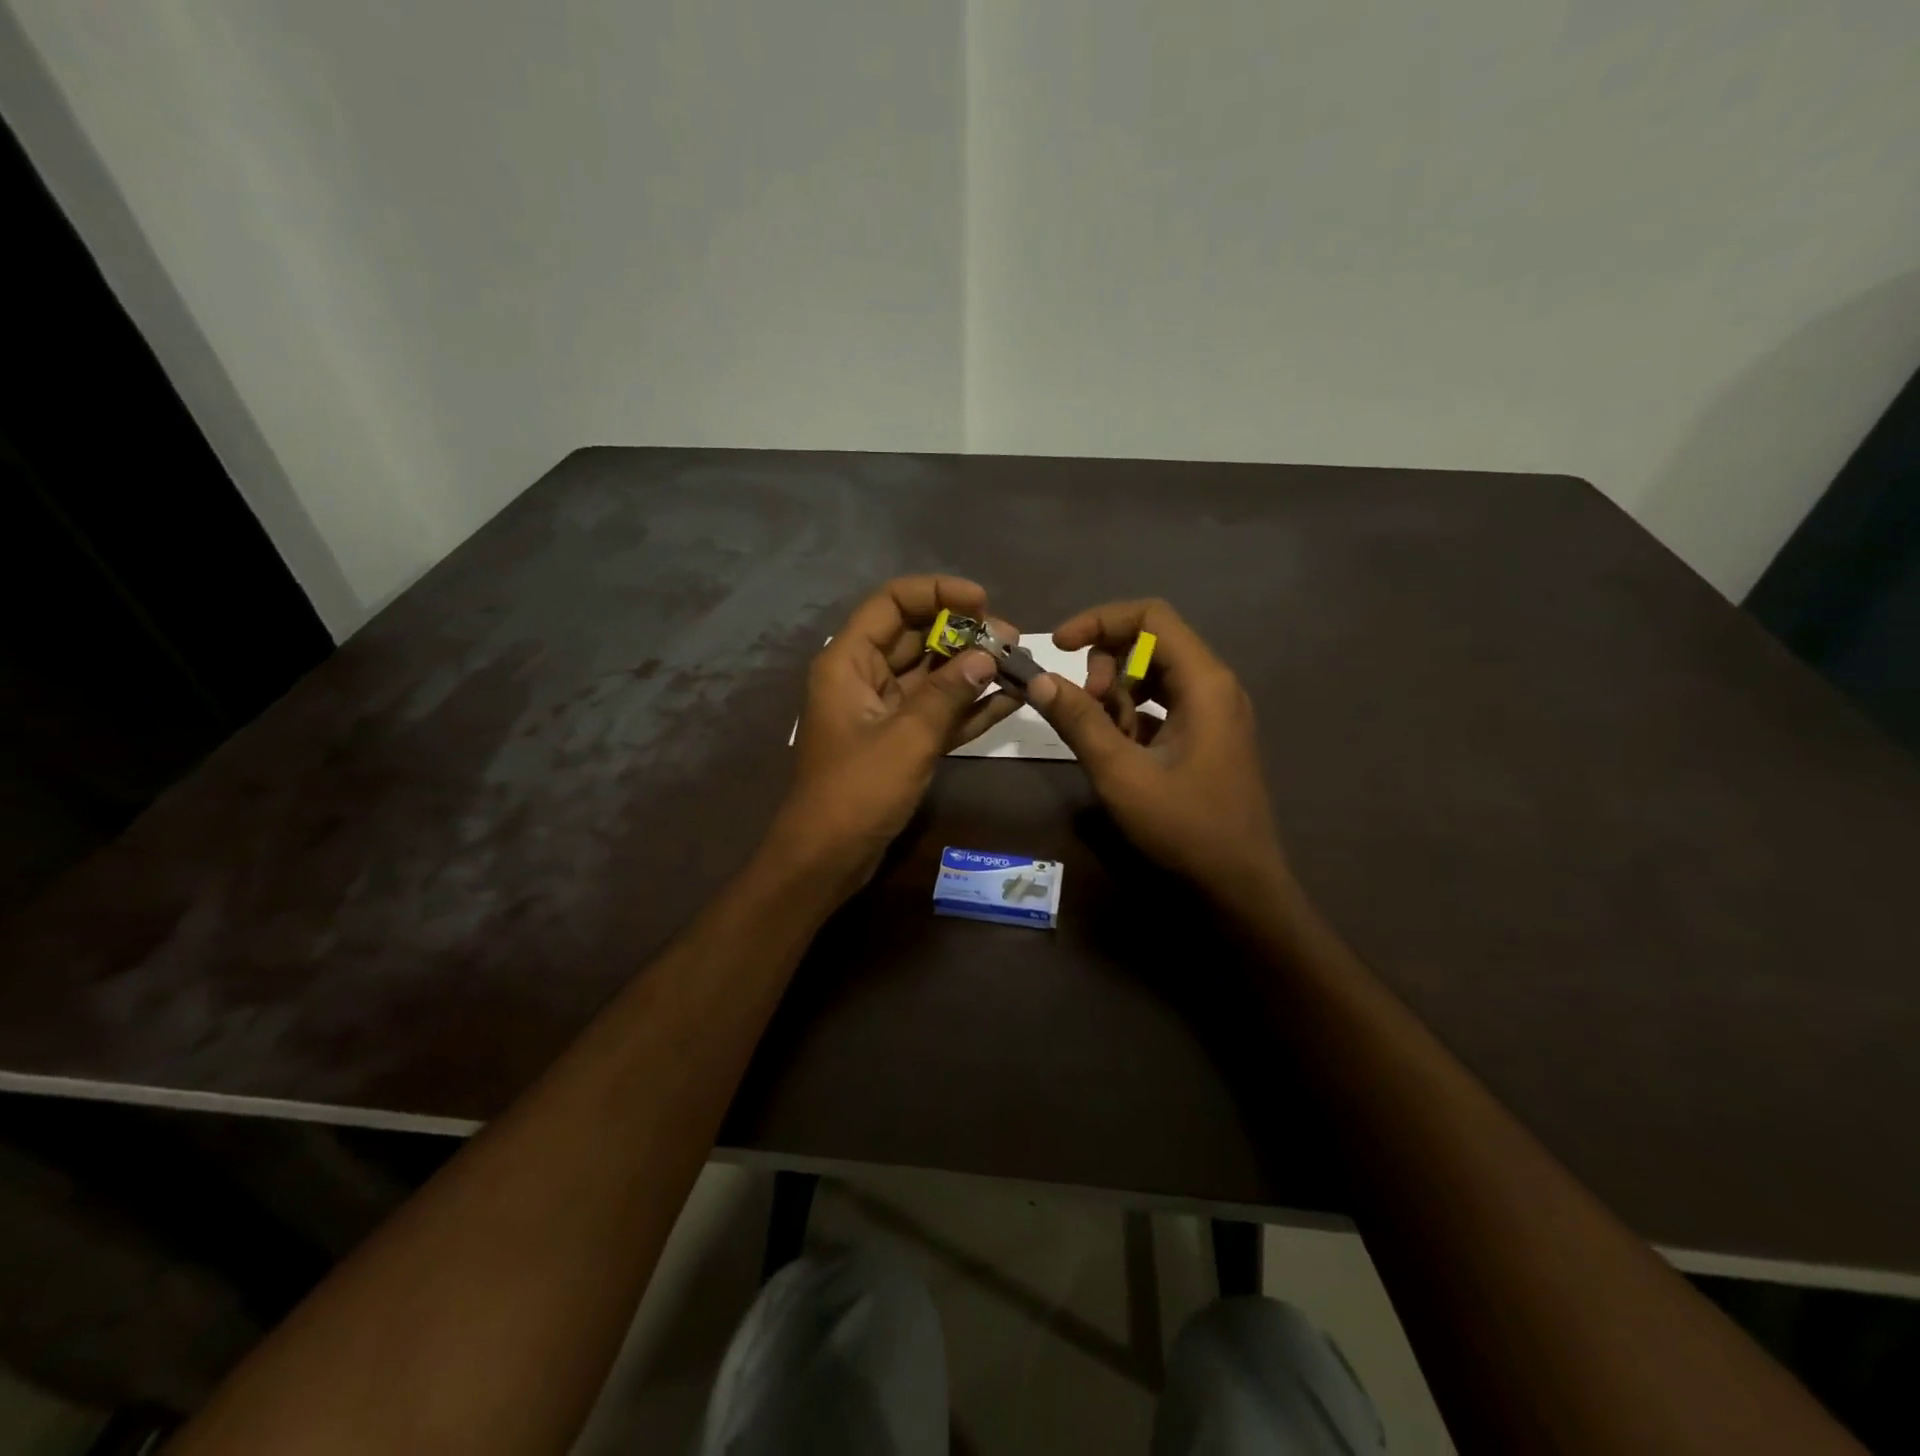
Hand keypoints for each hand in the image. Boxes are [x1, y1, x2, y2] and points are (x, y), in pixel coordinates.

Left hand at [766, 576, 1020, 892]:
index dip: (936, 593)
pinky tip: (1010, 699)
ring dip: (972, 669)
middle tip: (1012, 640)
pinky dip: (969, 706)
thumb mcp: (907, 737)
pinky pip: (938, 712)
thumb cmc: (857, 791)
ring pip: (932, 675)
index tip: (982, 602)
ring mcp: (884, 710)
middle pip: (916, 636)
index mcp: (849, 662)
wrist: (826, 858)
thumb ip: (949, 693)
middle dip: (964, 634)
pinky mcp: (900, 741)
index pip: (891, 603)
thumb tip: (989, 655)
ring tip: (1020, 664)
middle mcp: (865, 677)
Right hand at [1027, 599, 1291, 906]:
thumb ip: (1079, 721)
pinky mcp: (1206, 735)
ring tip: (1101, 737)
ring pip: (1153, 675)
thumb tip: (1038, 679)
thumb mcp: (1121, 773)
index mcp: (1204, 682)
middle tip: (1083, 707)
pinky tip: (1119, 751)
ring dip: (1116, 694)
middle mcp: (1214, 685)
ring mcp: (1213, 711)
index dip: (1099, 621)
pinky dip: (1132, 716)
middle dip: (1106, 665)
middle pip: (1150, 642)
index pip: (1150, 616)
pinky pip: (1162, 704)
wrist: (1239, 886)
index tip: (1058, 646)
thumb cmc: (1184, 827)